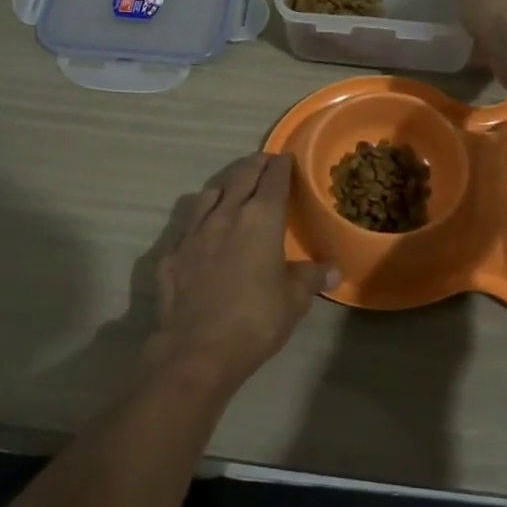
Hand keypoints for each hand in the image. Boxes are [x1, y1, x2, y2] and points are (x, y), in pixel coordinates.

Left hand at [146, 153, 335, 396]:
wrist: (197, 348)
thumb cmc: (255, 320)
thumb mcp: (293, 300)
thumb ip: (311, 277)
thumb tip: (334, 269)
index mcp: (261, 219)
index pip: (273, 180)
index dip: (281, 166)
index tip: (285, 158)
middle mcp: (226, 214)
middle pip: (240, 177)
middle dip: (254, 165)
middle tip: (263, 160)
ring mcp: (194, 231)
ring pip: (209, 194)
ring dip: (224, 184)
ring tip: (232, 185)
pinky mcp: (172, 252)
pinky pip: (188, 223)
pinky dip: (199, 217)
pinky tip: (202, 227)